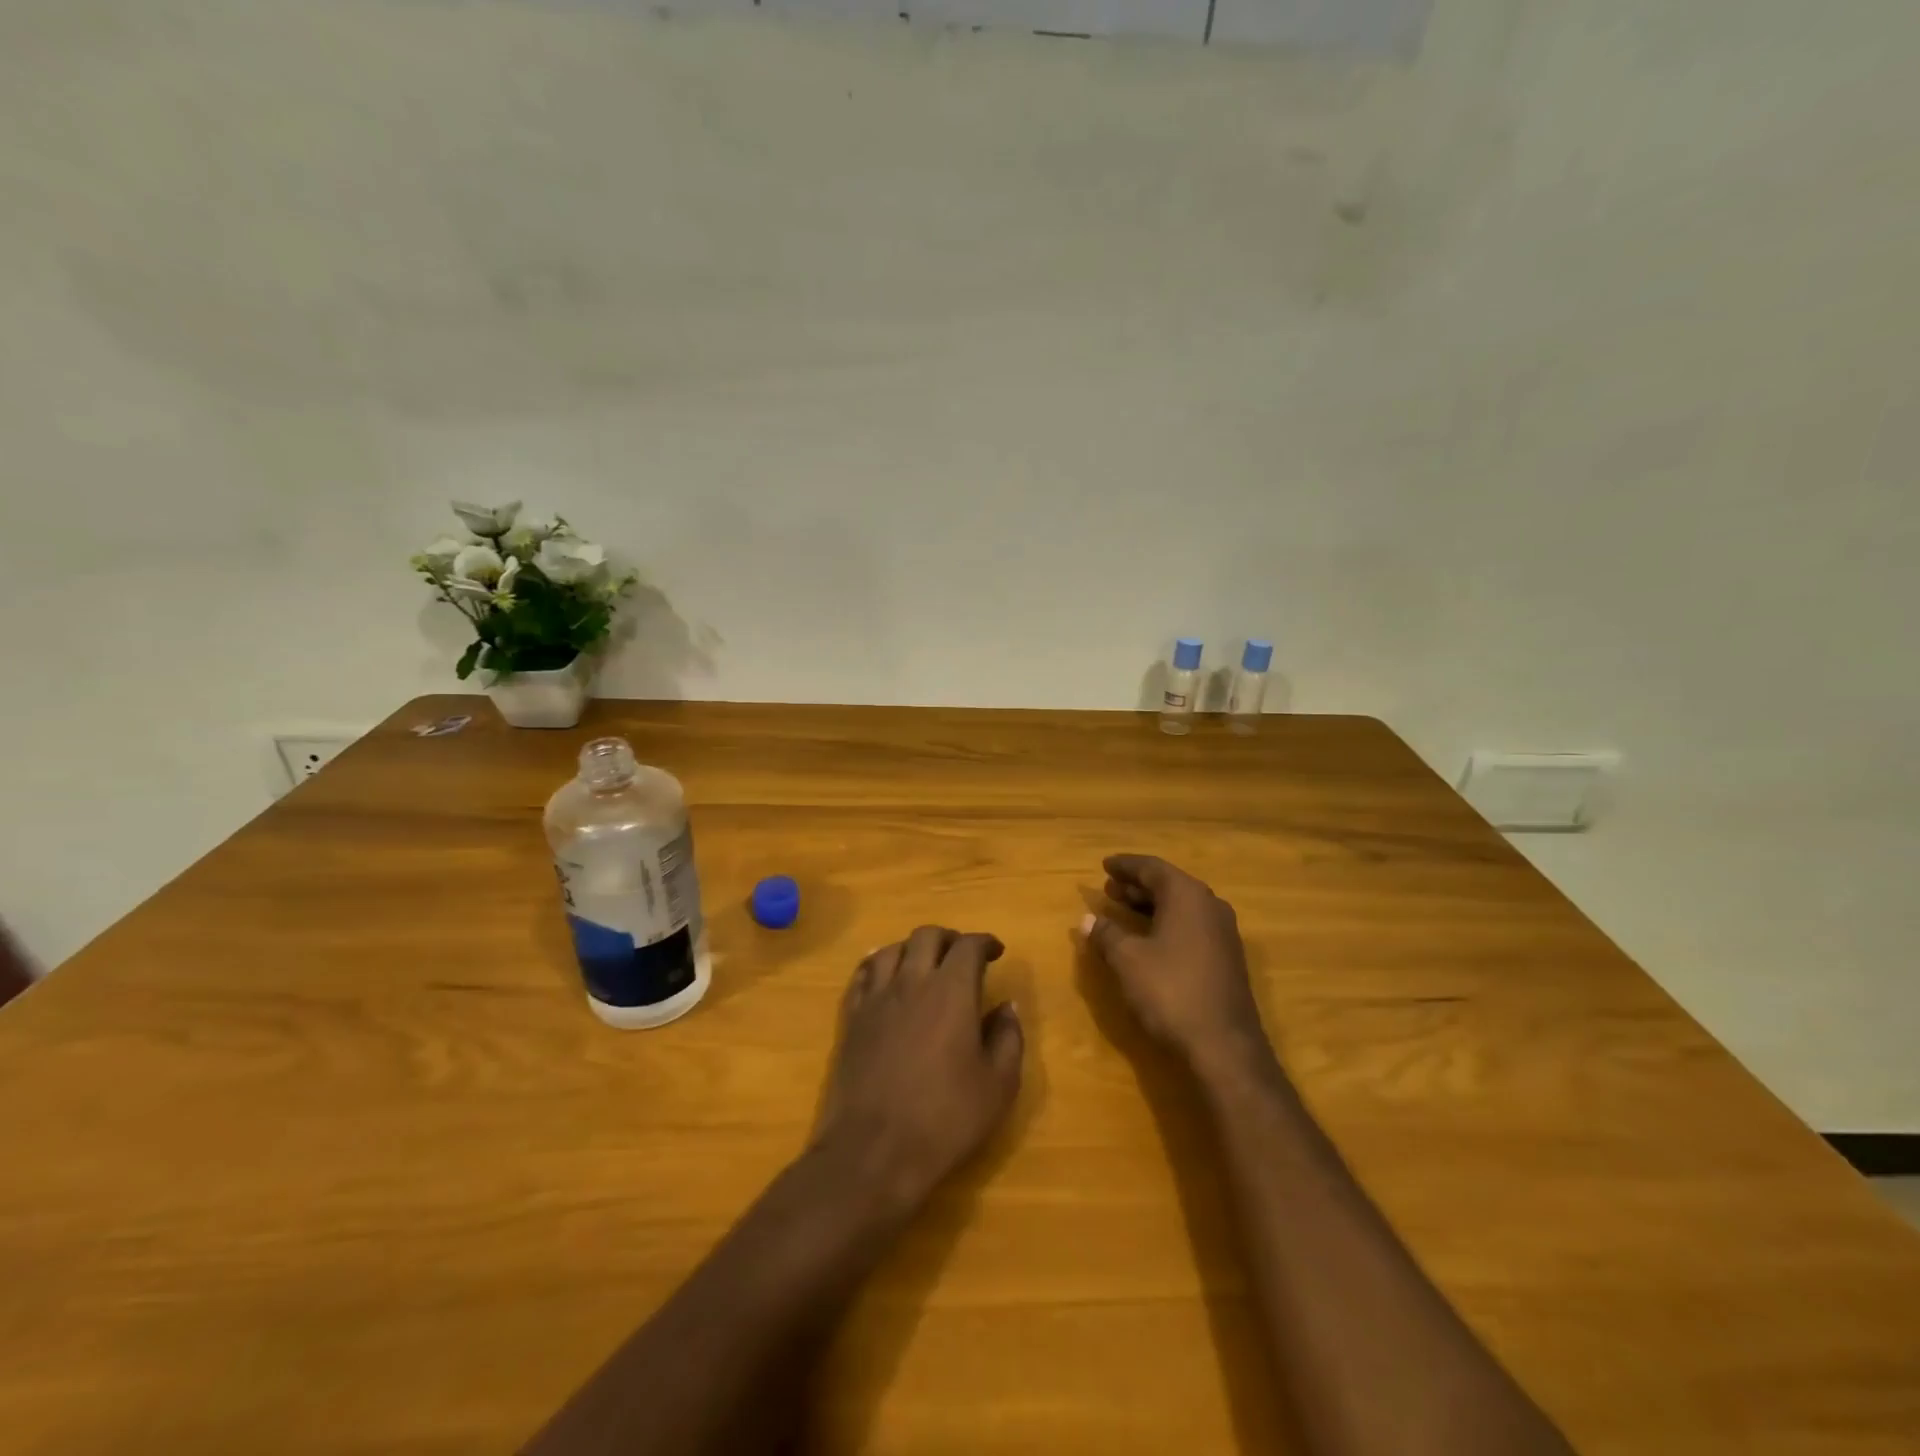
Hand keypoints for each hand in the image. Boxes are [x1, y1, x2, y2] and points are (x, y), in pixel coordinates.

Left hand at [815, 926, 1024, 1212]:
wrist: (874, 1151)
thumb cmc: (945, 1119)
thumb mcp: (998, 1085)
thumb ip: (1007, 1038)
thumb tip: (1006, 1006)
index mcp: (952, 991)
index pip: (969, 946)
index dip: (985, 942)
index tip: (996, 951)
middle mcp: (912, 981)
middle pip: (927, 936)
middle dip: (949, 938)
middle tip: (962, 955)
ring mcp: (877, 998)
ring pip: (892, 949)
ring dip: (913, 948)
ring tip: (925, 963)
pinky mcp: (852, 1018)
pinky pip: (863, 974)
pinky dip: (878, 964)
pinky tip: (884, 974)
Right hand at [1081, 854, 1271, 1074]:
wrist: (1224, 1047)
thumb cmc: (1171, 991)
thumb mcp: (1127, 960)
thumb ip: (1106, 934)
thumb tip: (1088, 919)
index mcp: (1187, 896)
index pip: (1152, 868)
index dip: (1125, 865)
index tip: (1105, 864)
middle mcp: (1210, 905)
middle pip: (1169, 884)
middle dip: (1137, 885)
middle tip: (1109, 888)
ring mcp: (1223, 933)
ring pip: (1182, 906)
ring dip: (1152, 905)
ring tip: (1123, 909)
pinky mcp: (1227, 958)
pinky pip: (1192, 925)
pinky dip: (1167, 922)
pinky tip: (1150, 938)